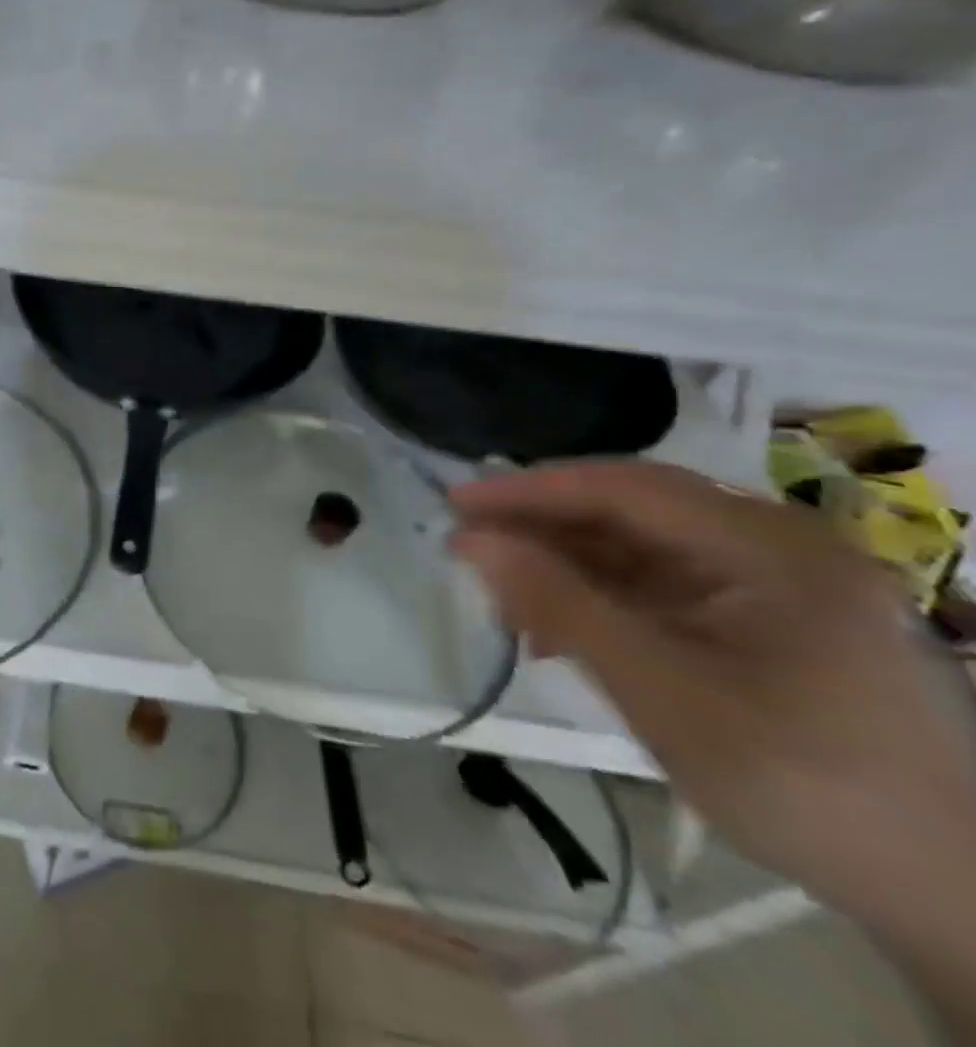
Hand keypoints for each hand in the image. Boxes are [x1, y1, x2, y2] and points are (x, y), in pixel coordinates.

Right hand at [449, 461, 975, 919]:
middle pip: (627, 509)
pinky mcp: (756, 611)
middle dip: (542, 529)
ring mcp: (768, 577)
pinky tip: (557, 630)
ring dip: (563, 566)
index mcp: (771, 548)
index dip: (529, 490)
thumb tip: (470, 540)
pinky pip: (654, 581)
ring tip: (506, 603)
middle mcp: (772, 544)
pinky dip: (597, 597)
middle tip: (469, 551)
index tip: (454, 505)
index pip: (623, 488)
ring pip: (633, 544)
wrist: (940, 892)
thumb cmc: (802, 786)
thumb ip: (562, 606)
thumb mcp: (663, 694)